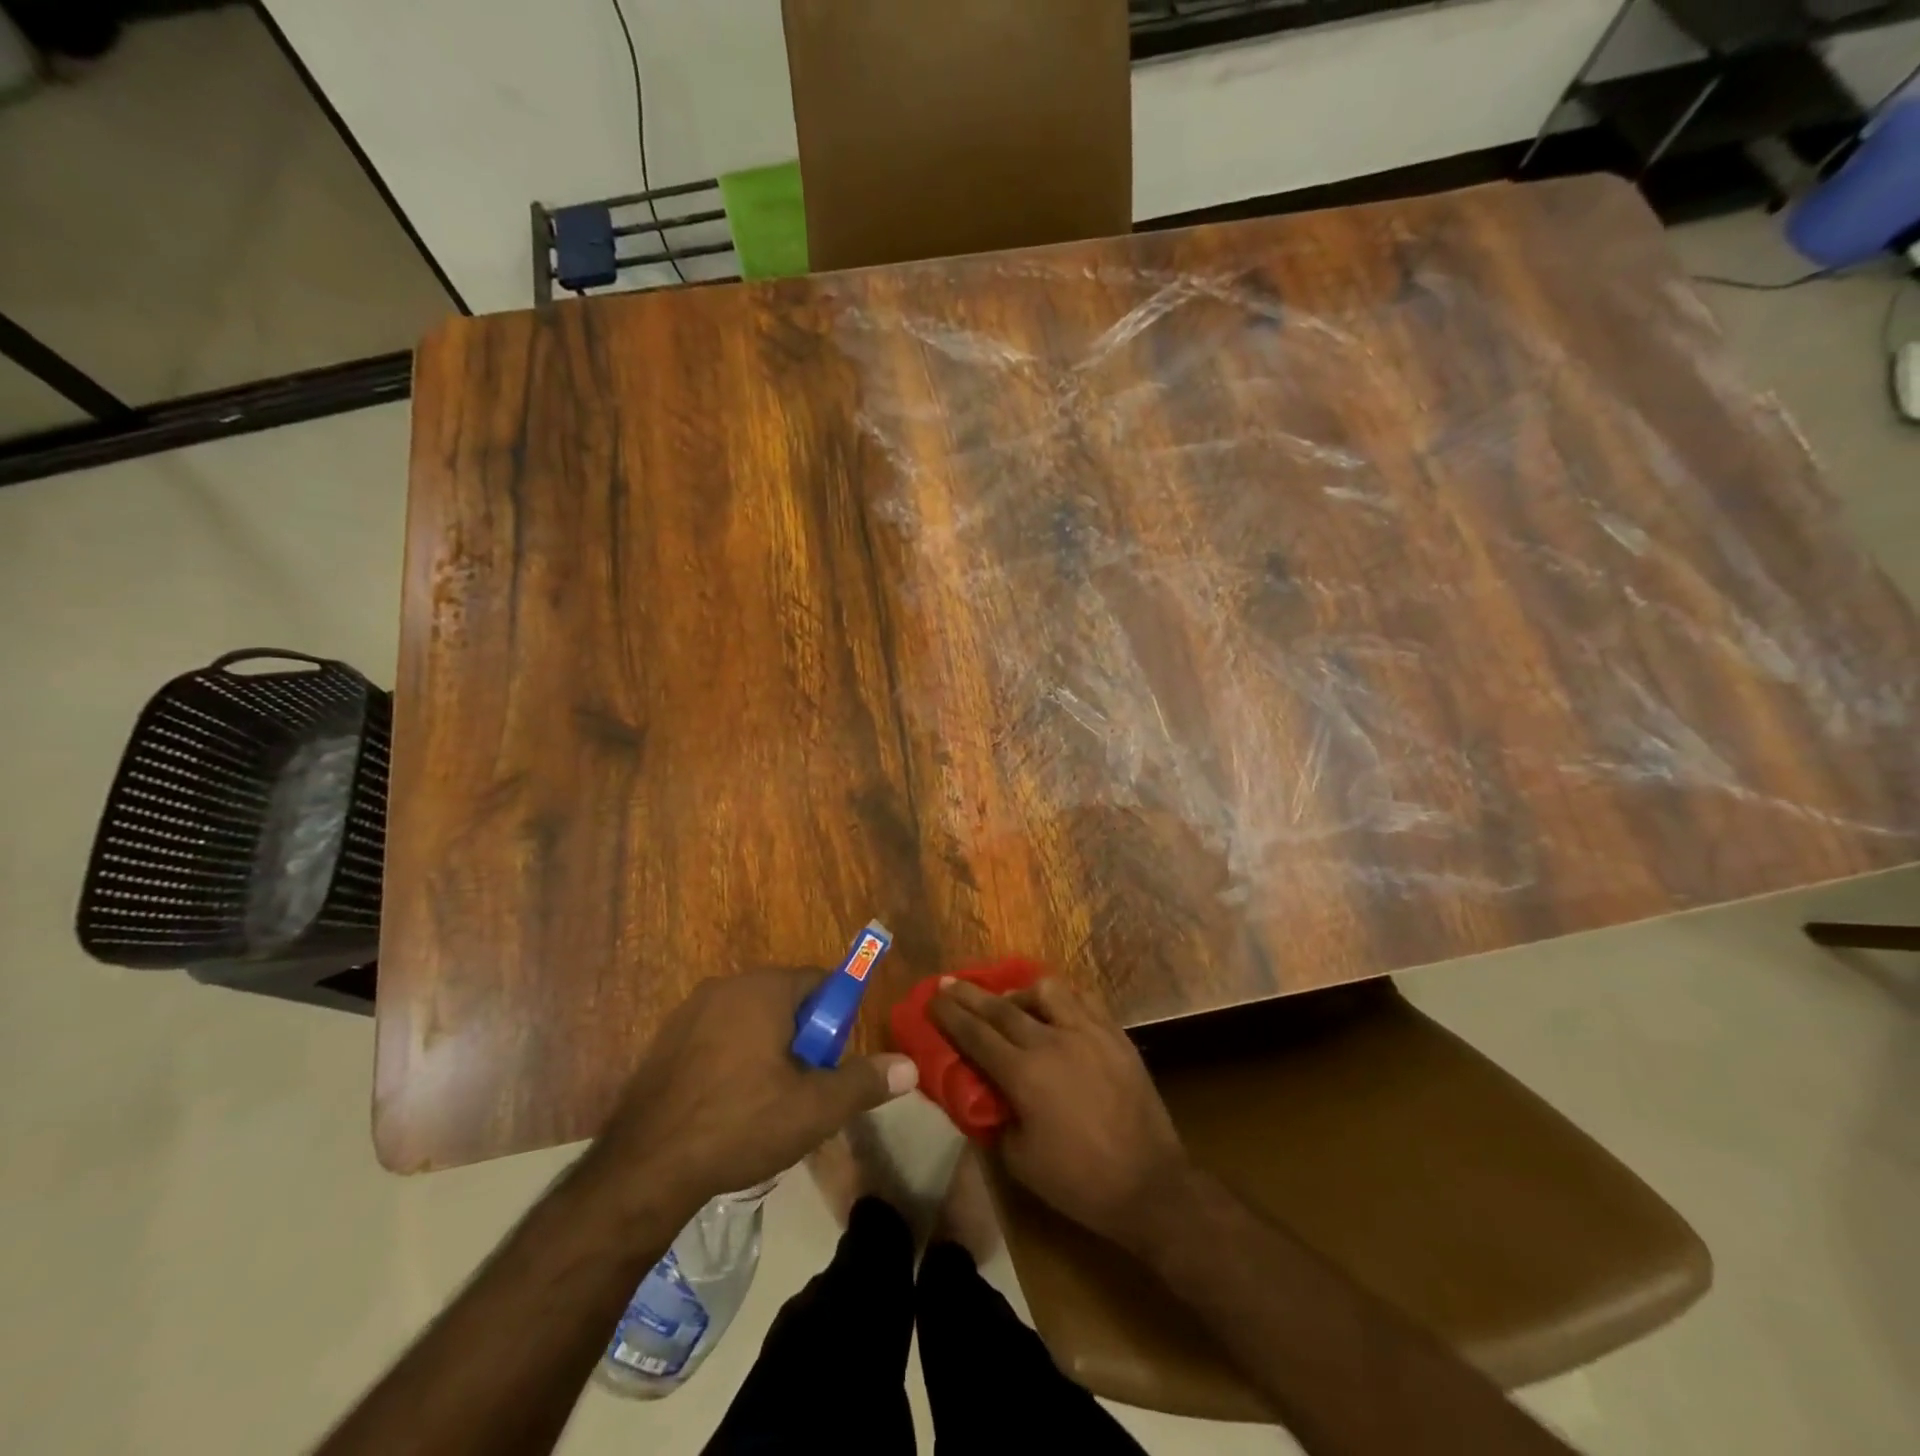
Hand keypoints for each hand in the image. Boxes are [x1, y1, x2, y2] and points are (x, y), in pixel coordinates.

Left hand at [595, 968, 918, 1215]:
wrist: (644, 1169)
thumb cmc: (739, 1124)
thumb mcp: (813, 1109)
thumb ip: (864, 1082)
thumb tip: (910, 1067)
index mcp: (763, 988)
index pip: (820, 982)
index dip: (835, 1021)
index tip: (832, 1063)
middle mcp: (726, 986)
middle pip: (785, 1002)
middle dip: (803, 1039)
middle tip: (804, 1090)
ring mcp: (689, 1012)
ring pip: (751, 1022)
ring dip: (768, 1052)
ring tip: (766, 1105)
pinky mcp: (665, 1041)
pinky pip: (717, 1038)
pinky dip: (732, 1062)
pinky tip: (728, 1108)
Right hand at [929, 977, 1187, 1250]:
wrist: (1149, 1185)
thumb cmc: (1079, 1182)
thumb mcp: (1019, 1160)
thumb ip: (996, 1116)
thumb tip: (985, 1090)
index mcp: (1025, 1075)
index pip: (976, 1035)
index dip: (950, 1015)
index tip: (932, 998)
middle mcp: (1052, 1041)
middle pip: (1002, 1007)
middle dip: (970, 995)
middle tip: (950, 983)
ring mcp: (1088, 1032)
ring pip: (1046, 990)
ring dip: (1020, 992)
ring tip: (1012, 1003)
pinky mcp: (1115, 1034)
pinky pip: (1082, 1000)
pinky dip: (1060, 999)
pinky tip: (1054, 1009)